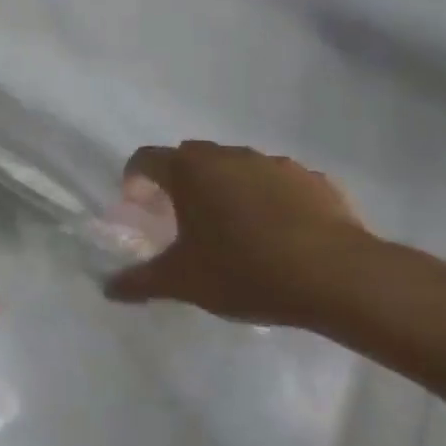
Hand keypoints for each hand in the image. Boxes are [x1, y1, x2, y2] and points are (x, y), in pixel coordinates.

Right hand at [104, 141, 367, 327]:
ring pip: (237, 167)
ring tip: (231, 226)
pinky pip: (279, 183)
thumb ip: (139, 281)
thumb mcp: (182, 282)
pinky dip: (268, 198)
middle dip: (180, 181)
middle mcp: (228, 156)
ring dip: (226, 187)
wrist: (339, 277)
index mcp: (188, 170)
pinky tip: (277, 232)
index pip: (146, 159)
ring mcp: (275, 164)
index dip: (135, 179)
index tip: (137, 206)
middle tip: (180, 217)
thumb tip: (107, 289)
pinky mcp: (315, 181)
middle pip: (190, 157)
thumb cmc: (244, 269)